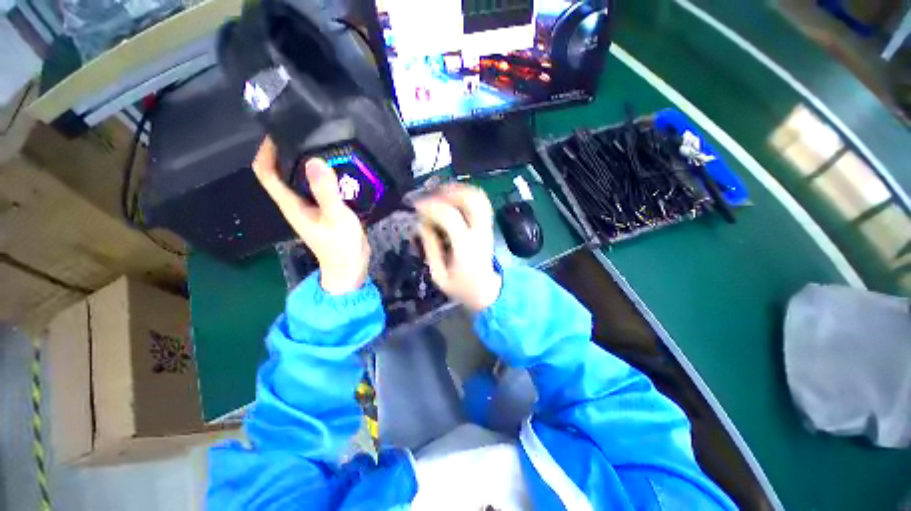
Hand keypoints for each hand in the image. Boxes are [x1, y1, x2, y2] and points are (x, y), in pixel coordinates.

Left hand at [252, 137, 369, 294]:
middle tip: (310, 134)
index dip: (265, 151)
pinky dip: (327, 176)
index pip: (266, 173)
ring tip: (327, 147)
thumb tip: (314, 160)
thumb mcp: (336, 217)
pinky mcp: (326, 210)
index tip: (279, 132)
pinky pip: (321, 187)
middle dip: (291, 151)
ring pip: (304, 179)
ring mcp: (312, 207)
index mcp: (291, 204)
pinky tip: (341, 169)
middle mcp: (297, 203)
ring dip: (311, 163)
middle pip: (284, 171)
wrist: (351, 266)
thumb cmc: (341, 246)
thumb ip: (326, 191)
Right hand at [416, 184, 501, 311]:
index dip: (431, 206)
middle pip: (471, 199)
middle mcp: (479, 232)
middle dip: (448, 191)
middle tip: (431, 195)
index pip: (449, 216)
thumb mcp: (439, 275)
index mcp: (465, 246)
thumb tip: (421, 224)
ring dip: (459, 190)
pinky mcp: (488, 227)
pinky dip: (467, 195)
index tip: (416, 205)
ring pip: (479, 197)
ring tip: (441, 194)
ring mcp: (487, 228)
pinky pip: (482, 203)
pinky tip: (454, 199)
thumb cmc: (461, 287)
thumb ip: (430, 248)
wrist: (486, 292)